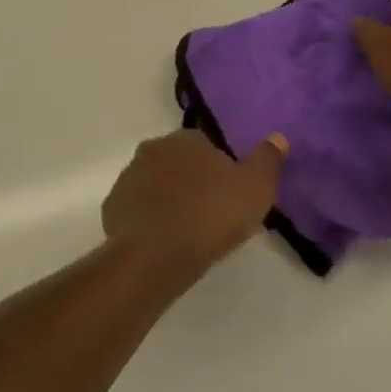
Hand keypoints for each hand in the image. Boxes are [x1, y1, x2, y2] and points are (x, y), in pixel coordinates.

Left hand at [101, 130, 287, 276]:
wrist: (157, 254)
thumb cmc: (211, 214)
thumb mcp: (255, 187)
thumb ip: (267, 160)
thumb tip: (278, 137)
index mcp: (185, 139)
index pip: (205, 145)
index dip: (219, 169)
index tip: (229, 195)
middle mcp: (152, 149)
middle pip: (178, 163)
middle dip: (191, 182)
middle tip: (210, 214)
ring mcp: (128, 177)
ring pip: (155, 185)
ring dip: (168, 200)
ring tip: (187, 232)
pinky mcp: (112, 207)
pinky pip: (136, 209)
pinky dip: (148, 220)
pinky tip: (163, 242)